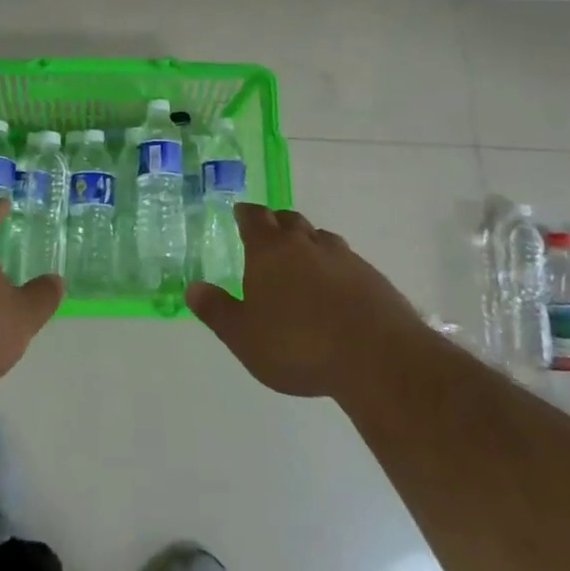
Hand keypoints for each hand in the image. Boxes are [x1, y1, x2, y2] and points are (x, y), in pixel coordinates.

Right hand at [186, 204, 417, 398]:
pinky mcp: (371, 277)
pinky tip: (334, 290)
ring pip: (319, 238)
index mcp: (270, 250)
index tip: (240, 213)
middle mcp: (306, 243)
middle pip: (288, 220)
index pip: (254, 218)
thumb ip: (217, 311)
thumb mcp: (244, 336)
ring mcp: (343, 257)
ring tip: (300, 261)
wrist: (377, 357)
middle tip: (267, 236)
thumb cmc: (298, 345)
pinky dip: (333, 267)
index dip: (245, 214)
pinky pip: (345, 261)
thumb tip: (192, 288)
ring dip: (307, 243)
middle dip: (275, 223)